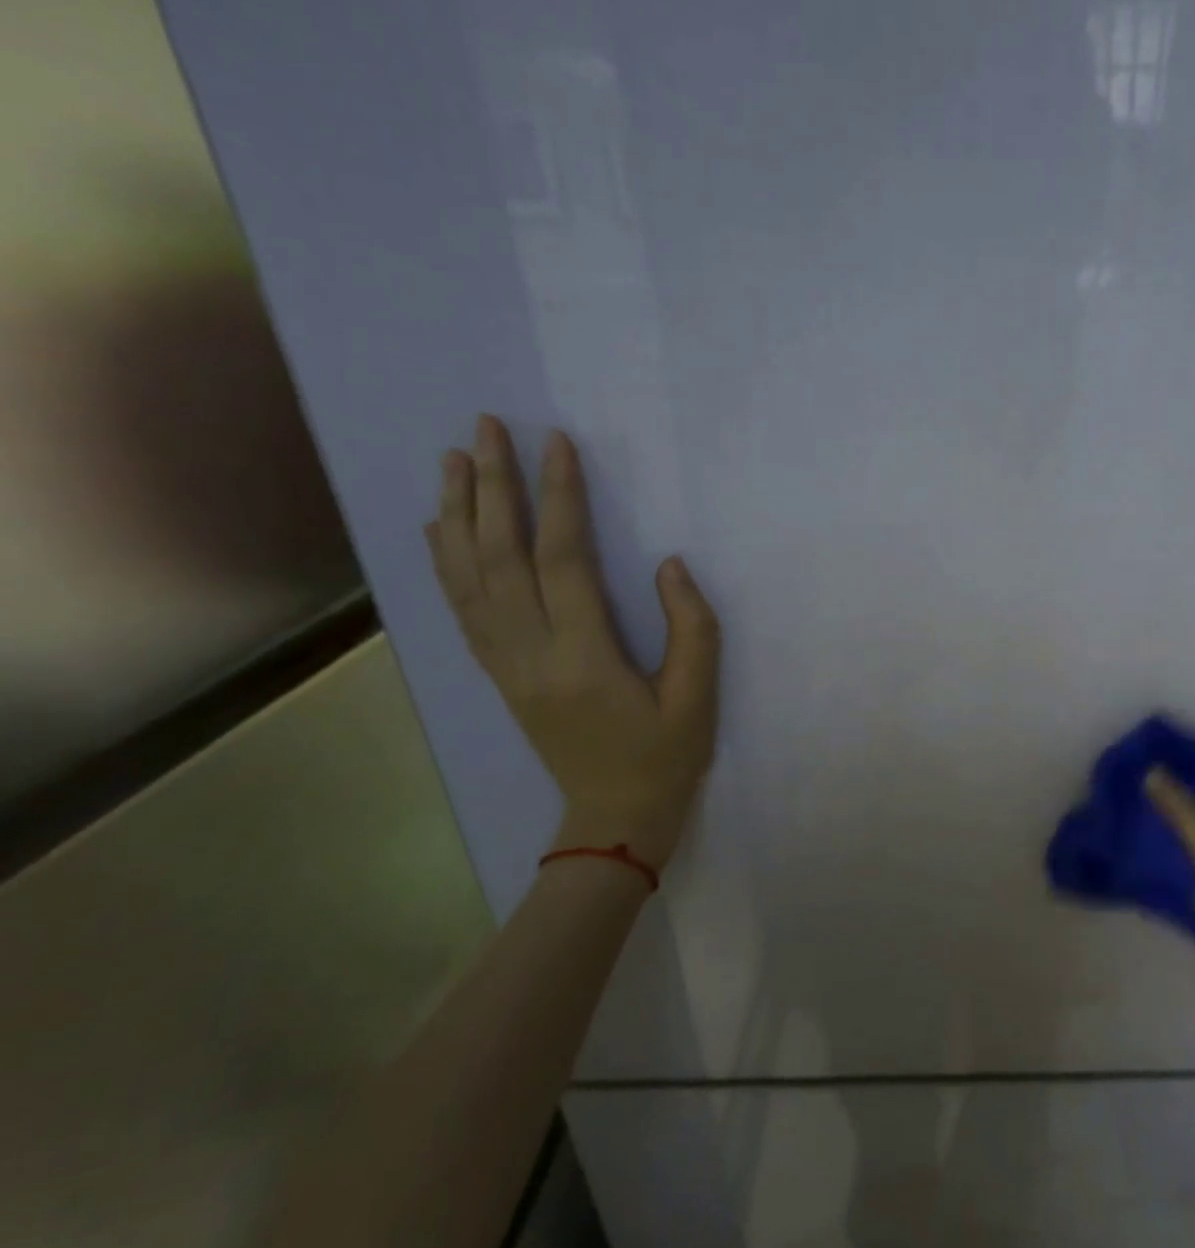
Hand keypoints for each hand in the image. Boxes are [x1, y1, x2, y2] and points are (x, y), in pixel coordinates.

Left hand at [427, 415, 720, 855]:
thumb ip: (691, 627)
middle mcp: (530, 655)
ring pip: (468, 580)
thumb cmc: (665, 758)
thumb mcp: (698, 698)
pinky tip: (443, 528)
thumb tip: (668, 565)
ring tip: (455, 460)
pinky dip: (446, 563)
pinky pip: (463, 611)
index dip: (559, 499)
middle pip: (499, 559)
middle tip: (486, 428)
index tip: (558, 444)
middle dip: (493, 488)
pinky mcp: (500, 676)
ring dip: (458, 515)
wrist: (614, 819)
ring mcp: (506, 666)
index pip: (562, 562)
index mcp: (583, 658)